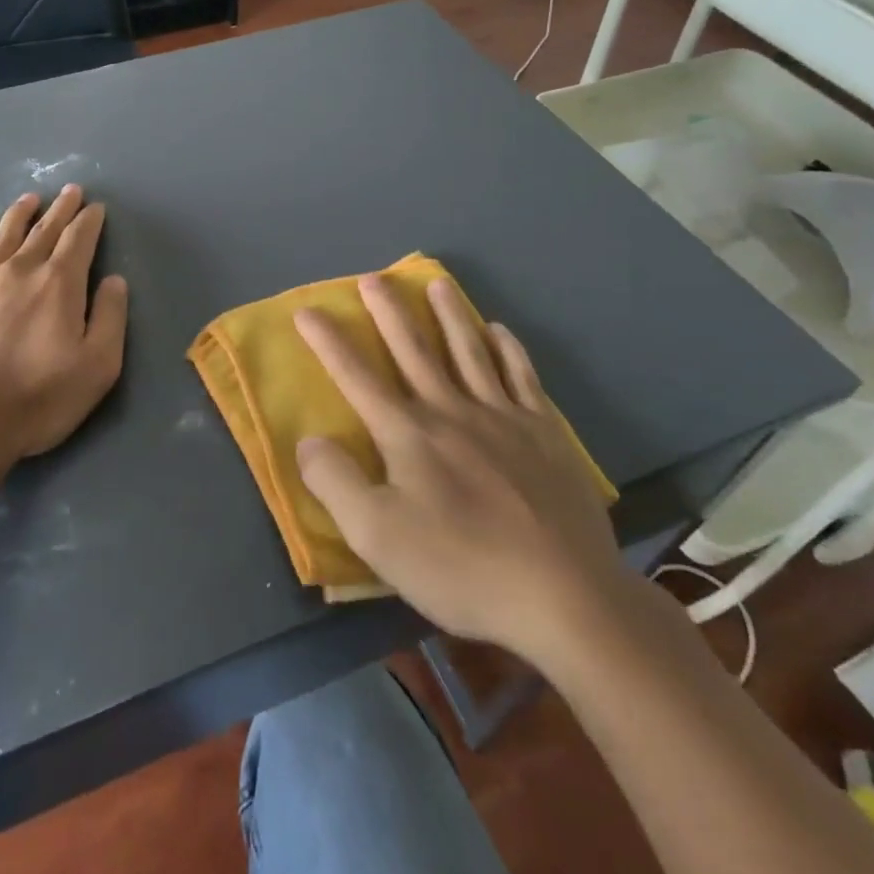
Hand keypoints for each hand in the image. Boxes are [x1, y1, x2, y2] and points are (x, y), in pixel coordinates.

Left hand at [0, 185, 127, 471]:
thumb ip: (110, 318)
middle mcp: (21, 271)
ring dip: (20, 214)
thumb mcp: (97, 366)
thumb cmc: (37, 398)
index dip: (89, 221)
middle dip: (60, 209)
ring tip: (29, 199)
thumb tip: (114, 280)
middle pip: (44, 231)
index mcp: (59, 284)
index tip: (96, 207)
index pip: (79, 240)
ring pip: (5, 236)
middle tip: (70, 190)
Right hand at [294, 274, 631, 669]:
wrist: (565, 596)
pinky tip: (500, 331)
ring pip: (469, 351)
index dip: (328, 342)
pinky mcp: (545, 434)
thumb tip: (309, 440)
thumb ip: (335, 483)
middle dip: (389, 312)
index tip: (307, 310)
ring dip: (450, 314)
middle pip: (414, 349)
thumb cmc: (461, 567)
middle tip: (374, 278)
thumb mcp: (377, 537)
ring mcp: (503, 418)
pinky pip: (522, 376)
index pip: (356, 377)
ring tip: (437, 284)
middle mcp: (452, 411)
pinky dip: (508, 349)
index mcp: (408, 434)